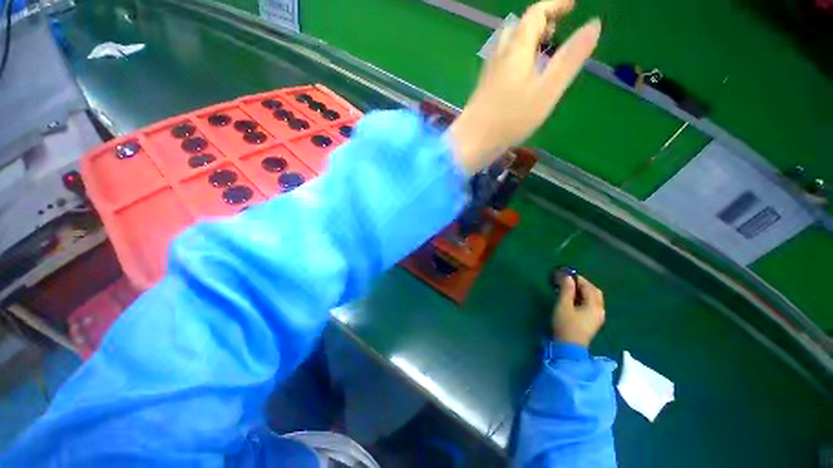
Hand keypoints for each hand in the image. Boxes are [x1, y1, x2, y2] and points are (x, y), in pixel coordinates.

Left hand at [449, 0, 600, 174]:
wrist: (472, 142)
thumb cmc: (510, 119)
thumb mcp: (547, 90)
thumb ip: (570, 58)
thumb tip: (594, 24)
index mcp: (516, 49)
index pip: (535, 14)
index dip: (554, 5)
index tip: (572, 5)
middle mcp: (499, 55)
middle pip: (518, 27)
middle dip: (540, 22)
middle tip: (556, 31)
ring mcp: (488, 72)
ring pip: (508, 45)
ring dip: (527, 40)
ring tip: (543, 52)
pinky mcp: (483, 88)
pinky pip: (502, 62)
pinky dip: (517, 57)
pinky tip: (522, 75)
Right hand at [552, 275, 604, 346]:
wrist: (568, 347)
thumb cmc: (566, 325)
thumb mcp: (563, 305)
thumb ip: (566, 290)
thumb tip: (568, 277)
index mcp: (594, 306)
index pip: (589, 287)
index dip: (578, 279)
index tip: (566, 274)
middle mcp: (600, 310)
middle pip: (594, 292)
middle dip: (582, 284)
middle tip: (568, 281)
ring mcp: (597, 317)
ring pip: (593, 299)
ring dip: (582, 291)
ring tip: (568, 288)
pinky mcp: (592, 321)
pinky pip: (590, 305)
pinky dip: (583, 298)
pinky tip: (572, 299)